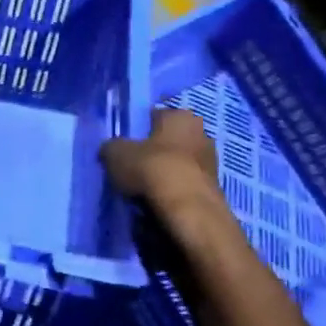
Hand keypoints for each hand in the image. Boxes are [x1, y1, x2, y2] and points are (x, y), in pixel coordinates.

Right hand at [101, 109, 226, 218]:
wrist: (187, 209)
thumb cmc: (151, 168)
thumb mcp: (115, 154)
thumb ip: (112, 147)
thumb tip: (111, 150)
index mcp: (180, 116)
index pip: (155, 116)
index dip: (138, 130)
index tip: (125, 145)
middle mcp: (202, 133)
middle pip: (170, 140)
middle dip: (155, 152)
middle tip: (133, 167)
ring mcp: (212, 162)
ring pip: (179, 164)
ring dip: (165, 173)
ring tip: (143, 189)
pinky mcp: (214, 189)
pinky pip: (185, 185)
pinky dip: (174, 191)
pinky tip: (158, 202)